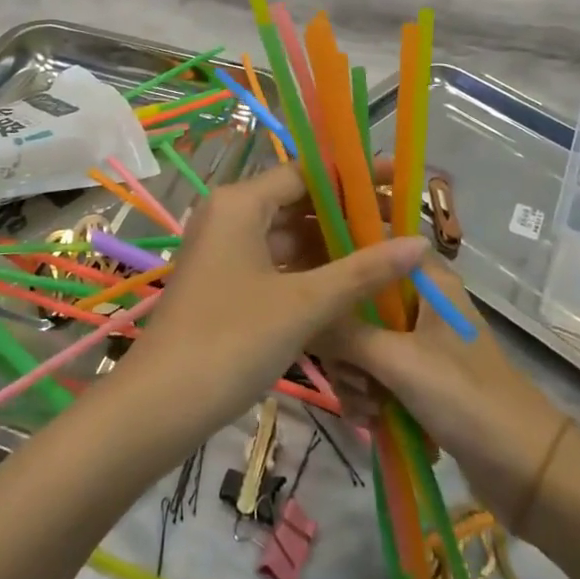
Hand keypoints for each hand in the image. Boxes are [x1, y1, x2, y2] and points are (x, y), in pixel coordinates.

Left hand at [120, 161, 423, 435]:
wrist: (159, 407)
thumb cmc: (231, 341)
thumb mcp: (304, 304)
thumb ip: (363, 271)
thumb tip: (420, 243)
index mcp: (241, 202)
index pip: (307, 172)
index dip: (355, 176)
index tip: (398, 181)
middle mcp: (230, 215)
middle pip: (298, 201)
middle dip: (348, 213)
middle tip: (402, 222)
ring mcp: (226, 250)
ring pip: (289, 235)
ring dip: (333, 244)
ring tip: (388, 253)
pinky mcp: (226, 282)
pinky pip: (277, 262)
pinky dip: (311, 270)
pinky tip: (351, 285)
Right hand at [315, 259, 578, 528]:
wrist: (527, 471)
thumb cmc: (466, 397)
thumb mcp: (398, 362)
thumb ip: (344, 335)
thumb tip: (299, 316)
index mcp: (428, 280)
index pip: (375, 246)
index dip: (341, 257)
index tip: (310, 280)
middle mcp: (424, 303)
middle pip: (361, 301)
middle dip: (345, 342)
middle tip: (346, 373)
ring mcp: (423, 343)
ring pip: (366, 343)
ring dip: (357, 376)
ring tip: (366, 408)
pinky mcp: (423, 379)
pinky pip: (379, 374)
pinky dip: (371, 396)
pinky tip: (372, 422)